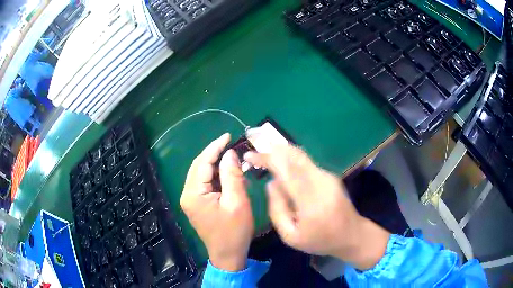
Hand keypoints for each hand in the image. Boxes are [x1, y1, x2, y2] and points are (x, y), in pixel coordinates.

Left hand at [180, 133, 253, 270]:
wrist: (228, 255)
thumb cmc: (234, 232)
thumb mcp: (237, 202)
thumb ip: (232, 175)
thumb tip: (230, 154)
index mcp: (194, 193)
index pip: (203, 163)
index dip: (216, 147)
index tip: (228, 135)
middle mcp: (187, 194)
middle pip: (199, 166)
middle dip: (215, 153)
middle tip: (232, 144)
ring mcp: (190, 199)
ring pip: (202, 174)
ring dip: (216, 164)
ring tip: (232, 156)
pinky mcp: (196, 204)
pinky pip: (204, 183)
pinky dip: (215, 175)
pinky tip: (227, 172)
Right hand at [244, 145, 389, 269]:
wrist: (352, 234)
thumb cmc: (320, 240)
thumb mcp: (291, 236)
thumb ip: (277, 210)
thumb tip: (271, 183)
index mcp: (310, 201)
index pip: (286, 171)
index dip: (266, 159)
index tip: (249, 155)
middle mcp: (321, 182)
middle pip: (294, 156)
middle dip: (272, 148)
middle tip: (254, 143)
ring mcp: (328, 176)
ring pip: (301, 155)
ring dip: (281, 150)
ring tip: (263, 148)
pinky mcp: (330, 175)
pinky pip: (306, 162)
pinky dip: (290, 158)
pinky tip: (280, 160)